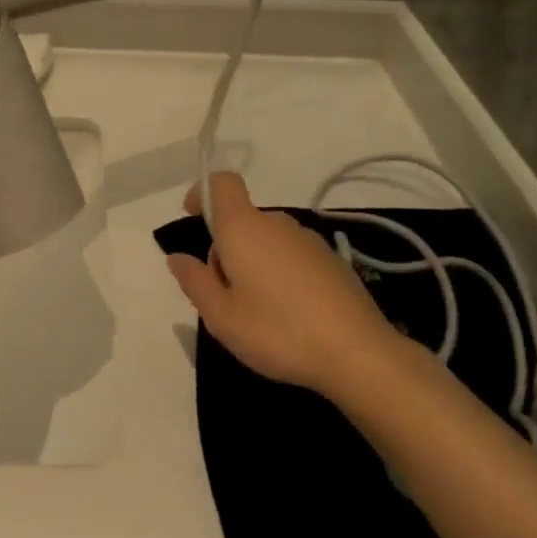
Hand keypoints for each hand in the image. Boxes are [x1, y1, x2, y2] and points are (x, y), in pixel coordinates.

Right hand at [165, 172, 394, 394]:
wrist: (359, 354)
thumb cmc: (278, 331)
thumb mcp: (221, 317)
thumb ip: (195, 282)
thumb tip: (177, 257)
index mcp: (244, 228)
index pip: (221, 183)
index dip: (203, 192)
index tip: (193, 218)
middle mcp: (276, 224)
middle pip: (241, 221)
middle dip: (226, 249)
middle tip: (225, 297)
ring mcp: (309, 241)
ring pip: (267, 241)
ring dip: (254, 264)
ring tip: (258, 313)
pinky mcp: (332, 261)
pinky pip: (292, 257)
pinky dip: (281, 275)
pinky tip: (291, 316)